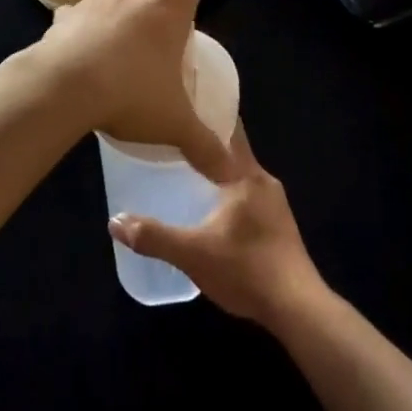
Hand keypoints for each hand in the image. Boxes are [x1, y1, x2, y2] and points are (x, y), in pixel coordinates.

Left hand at [33, 0, 239, 181]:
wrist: (65, 89)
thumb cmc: (130, 95)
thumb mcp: (174, 123)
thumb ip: (205, 146)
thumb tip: (233, 174)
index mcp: (167, 10)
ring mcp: (95, 2)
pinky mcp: (64, 18)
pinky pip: (70, 6)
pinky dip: (77, 13)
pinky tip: (77, 28)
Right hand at [108, 129, 324, 325]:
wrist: (297, 308)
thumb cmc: (246, 270)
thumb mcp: (192, 254)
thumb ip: (153, 236)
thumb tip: (114, 221)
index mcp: (246, 175)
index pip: (227, 129)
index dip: (206, 114)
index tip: (183, 102)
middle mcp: (263, 180)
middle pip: (232, 150)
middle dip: (206, 143)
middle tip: (173, 138)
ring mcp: (275, 203)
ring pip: (240, 174)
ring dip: (217, 170)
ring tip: (186, 169)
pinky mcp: (279, 224)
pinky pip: (248, 194)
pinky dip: (228, 191)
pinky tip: (210, 206)